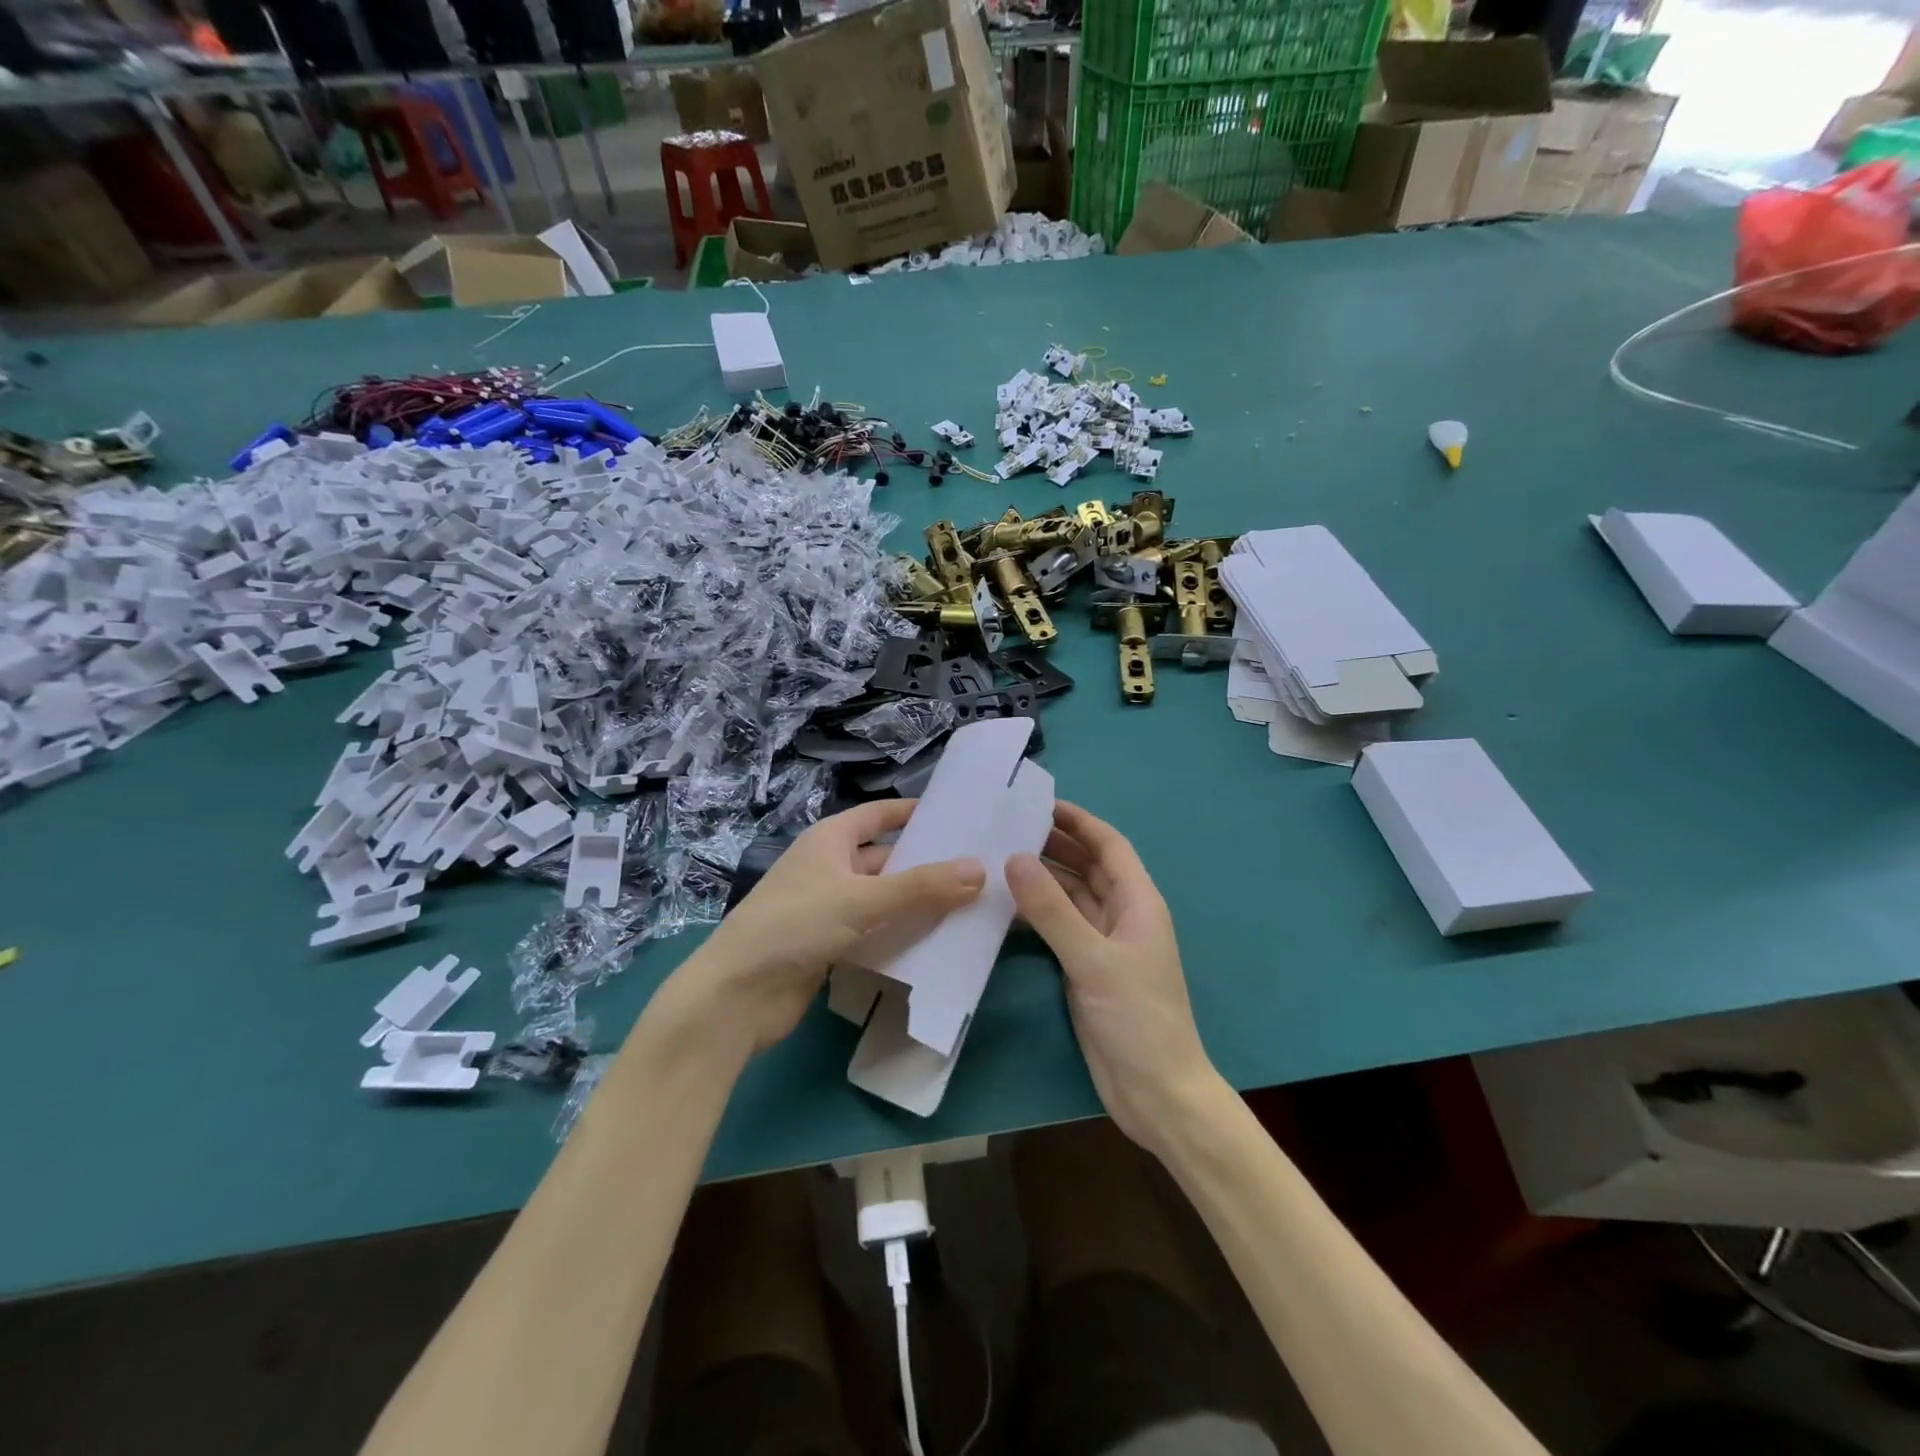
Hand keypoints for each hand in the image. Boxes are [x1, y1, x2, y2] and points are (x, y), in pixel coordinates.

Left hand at [665, 799, 984, 1057]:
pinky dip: (902, 935)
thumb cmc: (795, 925)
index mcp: (830, 840)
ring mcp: (829, 908)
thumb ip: (922, 887)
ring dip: (919, 903)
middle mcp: (830, 868)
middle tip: (981, 871)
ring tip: (972, 907)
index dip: (915, 812)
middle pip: (887, 859)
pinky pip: (876, 932)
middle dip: (927, 865)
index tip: (959, 815)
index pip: (880, 815)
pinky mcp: (830, 946)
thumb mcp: (862, 899)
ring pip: (884, 899)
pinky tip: (938, 943)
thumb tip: (980, 869)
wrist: (736, 996)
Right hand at [1007, 802, 1222, 1158]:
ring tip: (998, 858)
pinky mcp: (1087, 969)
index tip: (1039, 803)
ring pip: (1072, 897)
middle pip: (1089, 867)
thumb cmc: (1137, 1018)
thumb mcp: (1093, 959)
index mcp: (1138, 902)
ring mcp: (1104, 943)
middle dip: (1055, 844)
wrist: (1157, 1092)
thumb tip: (1015, 857)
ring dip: (1043, 878)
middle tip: (1007, 828)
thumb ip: (1053, 909)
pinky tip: (1005, 908)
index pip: (1109, 845)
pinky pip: (1060, 927)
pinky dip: (1037, 913)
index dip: (1079, 821)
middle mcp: (1123, 915)